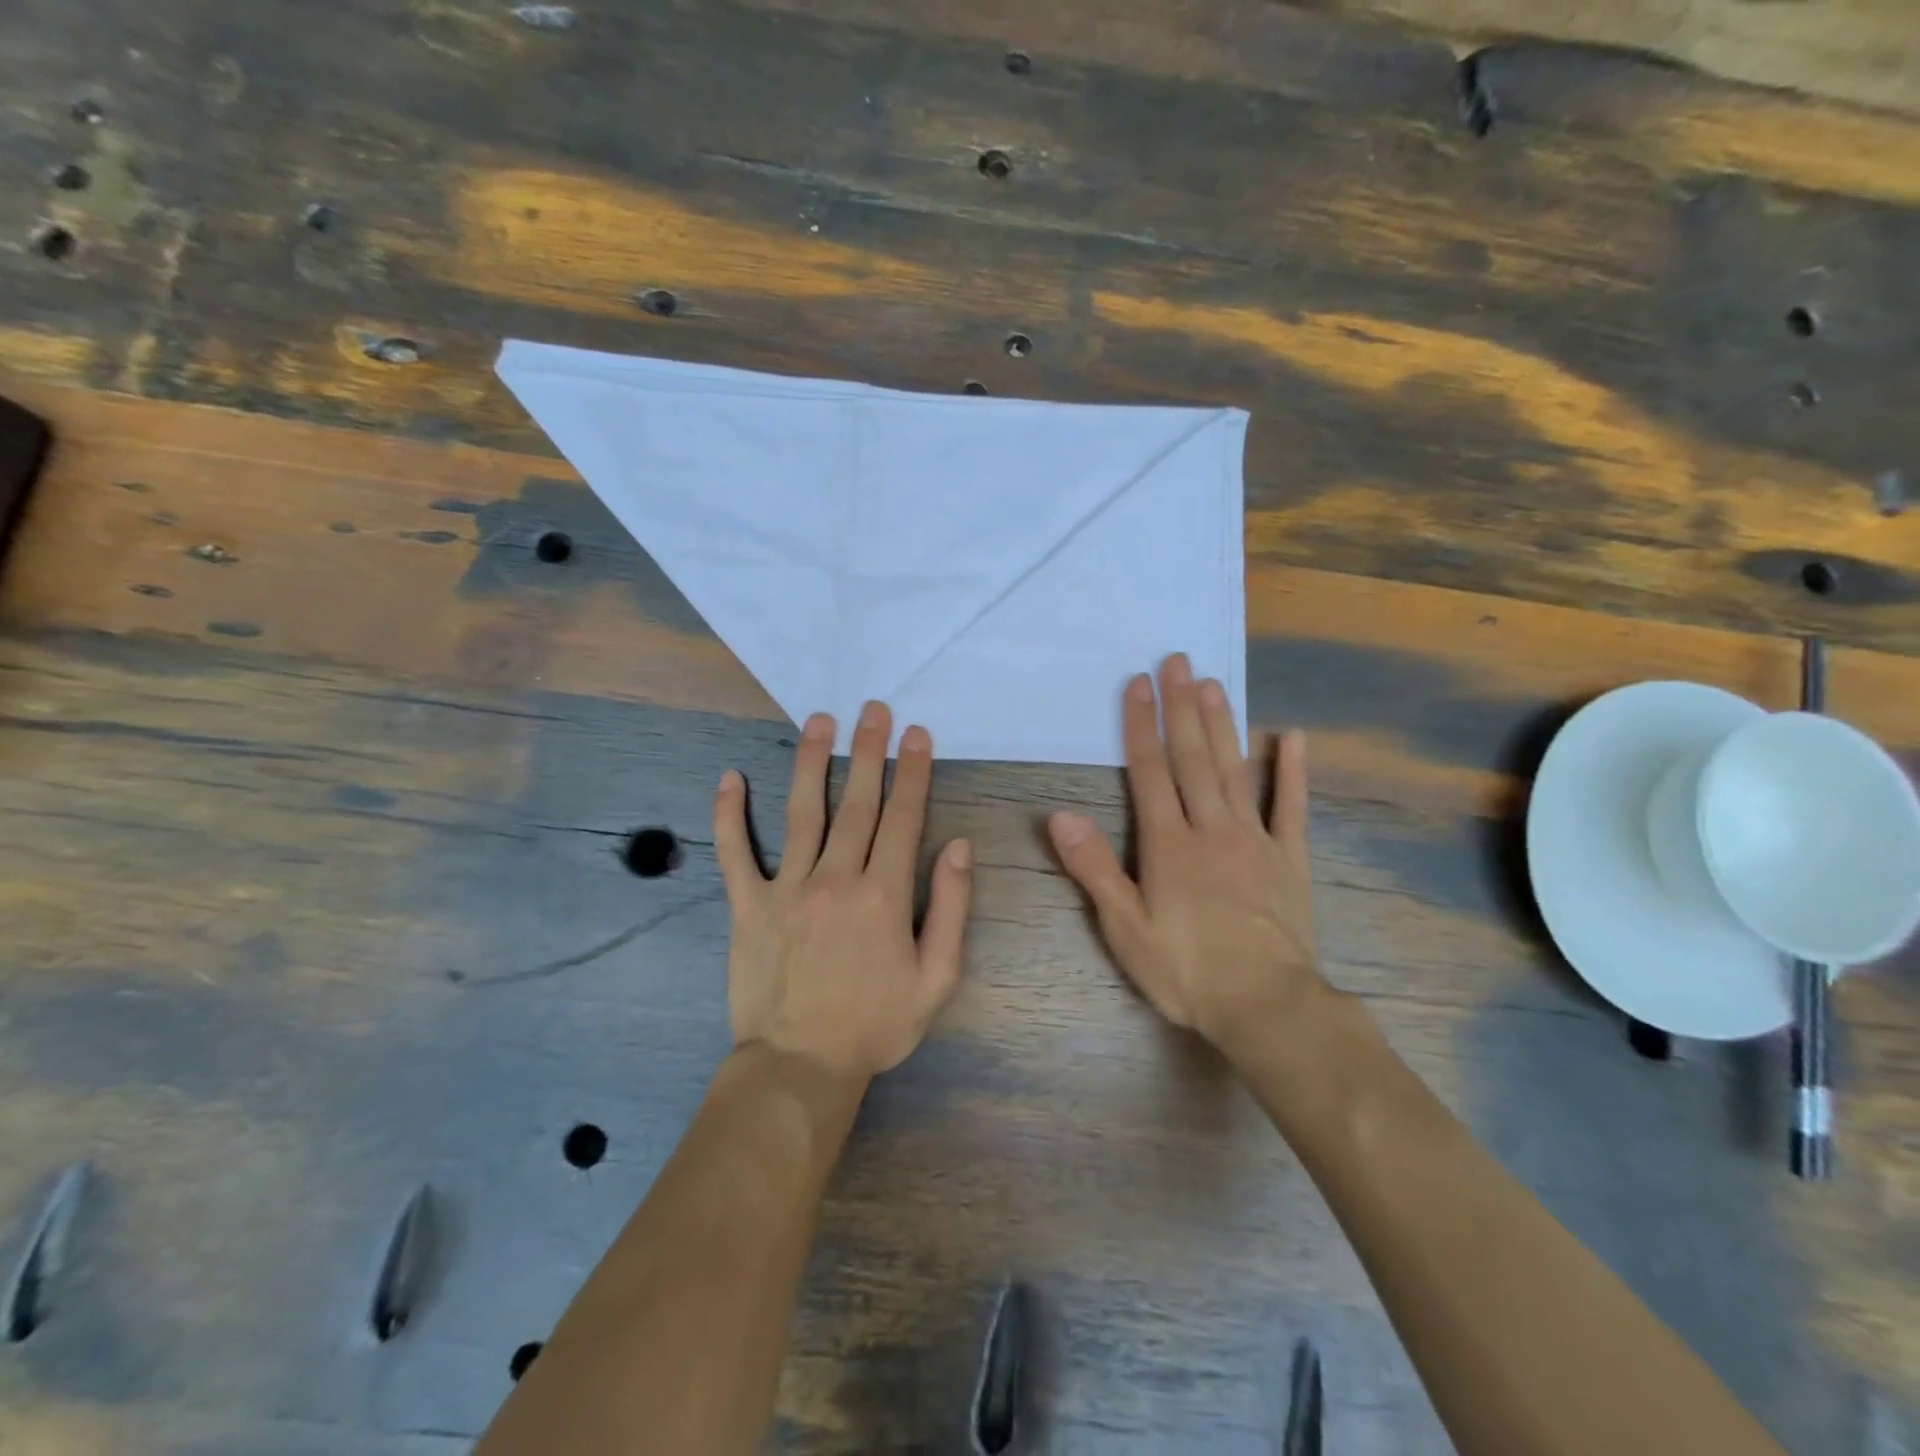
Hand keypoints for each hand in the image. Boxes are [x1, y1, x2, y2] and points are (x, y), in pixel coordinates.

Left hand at [714, 701, 972, 1082]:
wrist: (801, 1066)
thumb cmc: (876, 1024)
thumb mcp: (937, 979)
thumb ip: (953, 909)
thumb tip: (959, 846)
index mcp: (884, 895)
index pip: (903, 818)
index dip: (912, 772)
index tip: (916, 734)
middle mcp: (836, 878)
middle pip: (856, 802)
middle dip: (869, 751)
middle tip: (873, 709)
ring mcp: (787, 888)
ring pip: (802, 812)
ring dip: (812, 762)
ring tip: (819, 721)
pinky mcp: (748, 906)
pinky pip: (735, 853)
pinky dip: (729, 815)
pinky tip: (730, 778)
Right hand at [1047, 654, 1322, 1051]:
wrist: (1266, 1006)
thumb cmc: (1186, 970)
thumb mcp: (1125, 928)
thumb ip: (1094, 868)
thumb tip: (1060, 816)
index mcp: (1169, 844)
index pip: (1150, 771)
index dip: (1141, 725)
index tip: (1138, 684)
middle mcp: (1210, 828)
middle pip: (1193, 758)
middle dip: (1181, 708)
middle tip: (1178, 661)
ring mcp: (1254, 840)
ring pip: (1235, 771)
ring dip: (1223, 725)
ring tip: (1215, 684)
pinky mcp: (1289, 859)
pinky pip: (1290, 807)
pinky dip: (1291, 771)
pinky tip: (1293, 737)